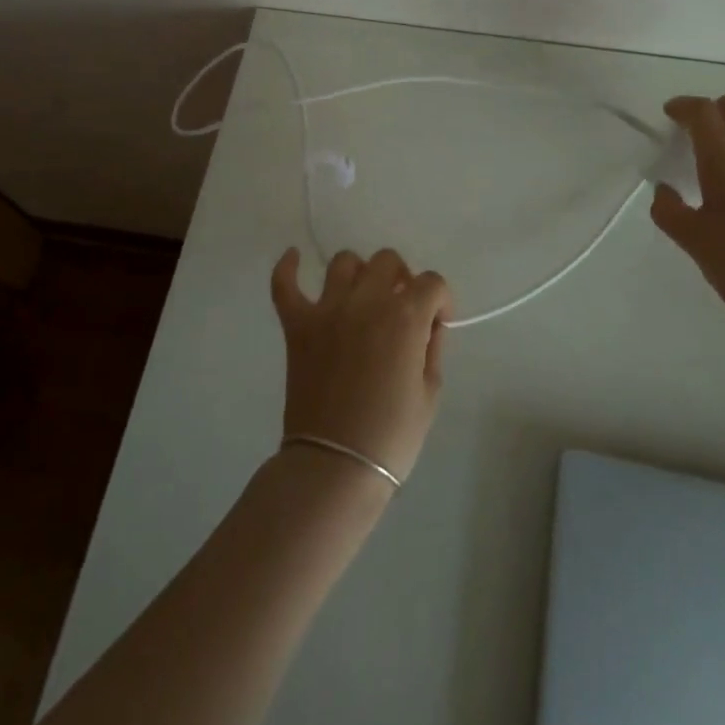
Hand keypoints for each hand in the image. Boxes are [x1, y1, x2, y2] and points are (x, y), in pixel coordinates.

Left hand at [270, 247, 452, 483]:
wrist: (336, 467)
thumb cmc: (391, 436)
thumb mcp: (430, 393)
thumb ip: (431, 348)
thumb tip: (427, 325)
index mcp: (405, 317)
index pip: (432, 283)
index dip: (440, 300)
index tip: (438, 322)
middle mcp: (367, 301)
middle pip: (388, 261)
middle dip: (402, 279)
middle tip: (402, 307)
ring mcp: (328, 310)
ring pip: (345, 263)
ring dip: (359, 274)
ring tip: (362, 295)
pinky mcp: (297, 325)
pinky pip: (285, 285)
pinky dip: (287, 267)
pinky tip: (294, 257)